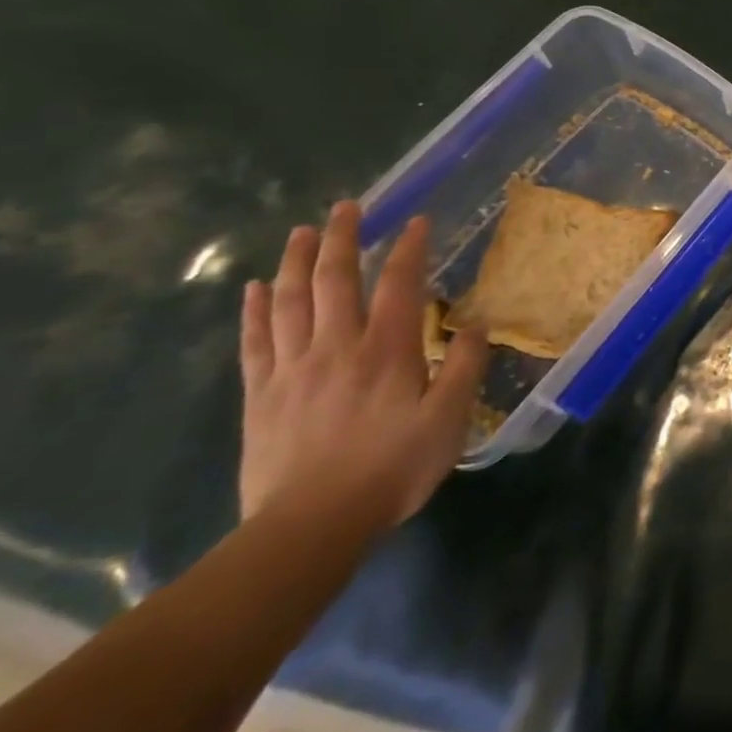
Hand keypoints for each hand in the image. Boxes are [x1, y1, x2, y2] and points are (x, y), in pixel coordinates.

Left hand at [239, 201, 488, 526]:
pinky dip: (254, 310)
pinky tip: (254, 288)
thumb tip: (477, 322)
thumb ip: (465, 366)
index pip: (398, 284)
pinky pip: (255, 341)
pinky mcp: (261, 395)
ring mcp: (293, 369)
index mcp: (387, 350)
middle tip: (346, 206)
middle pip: (334, 280)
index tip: (416, 220)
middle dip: (342, 238)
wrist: (311, 526)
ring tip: (302, 231)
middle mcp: (337, 347)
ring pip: (290, 301)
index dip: (408, 249)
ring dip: (296, 261)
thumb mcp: (449, 419)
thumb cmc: (393, 468)